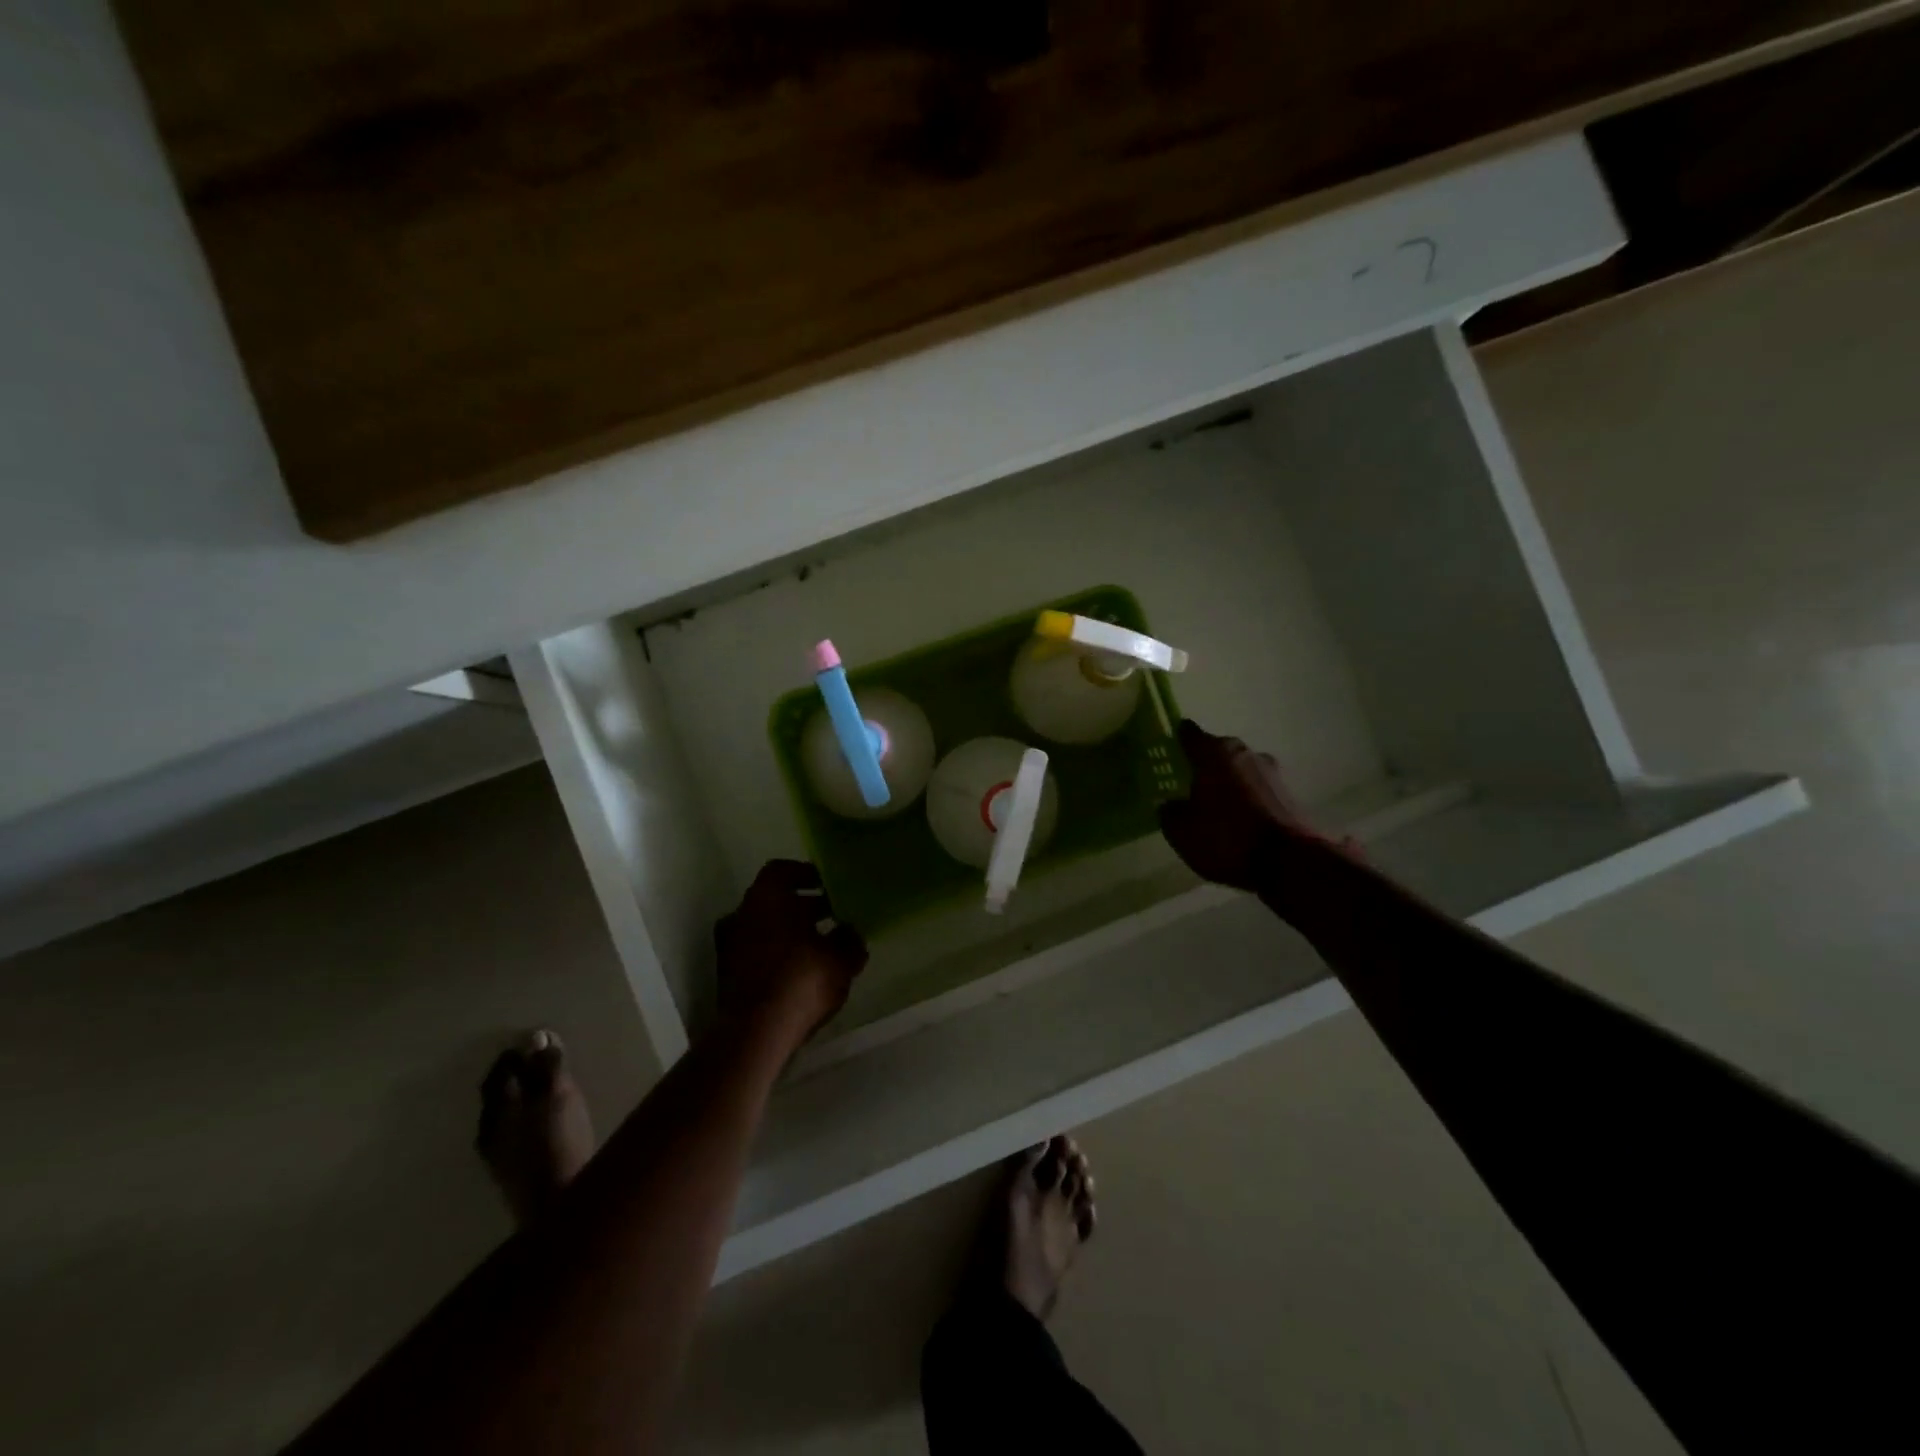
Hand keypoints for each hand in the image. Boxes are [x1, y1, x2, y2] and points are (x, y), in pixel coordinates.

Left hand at [715, 860, 866, 1045]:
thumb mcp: (841, 959)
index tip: (828, 885)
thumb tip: (851, 932)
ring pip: (765, 927)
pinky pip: (757, 952)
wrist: (755, 1034)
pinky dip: (777, 953)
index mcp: (766, 897)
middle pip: (774, 900)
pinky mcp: (726, 975)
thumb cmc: (800, 980)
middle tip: (832, 915)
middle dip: (803, 906)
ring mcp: (729, 945)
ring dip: (790, 932)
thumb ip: (849, 940)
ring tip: (821, 945)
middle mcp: (742, 913)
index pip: (783, 871)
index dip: (807, 874)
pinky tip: (802, 970)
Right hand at [1158, 720, 1315, 891]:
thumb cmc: (1226, 837)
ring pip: (1239, 771)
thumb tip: (1170, 804)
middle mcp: (1244, 753)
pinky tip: (1237, 820)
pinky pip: (1256, 791)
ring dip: (1227, 783)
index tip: (1167, 750)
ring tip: (1212, 806)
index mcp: (1214, 752)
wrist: (1289, 862)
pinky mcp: (1289, 795)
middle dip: (1203, 764)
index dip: (1176, 740)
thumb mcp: (1181, 831)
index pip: (1189, 734)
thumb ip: (1169, 812)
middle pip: (1217, 751)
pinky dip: (1245, 800)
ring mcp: (1271, 773)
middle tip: (1186, 783)